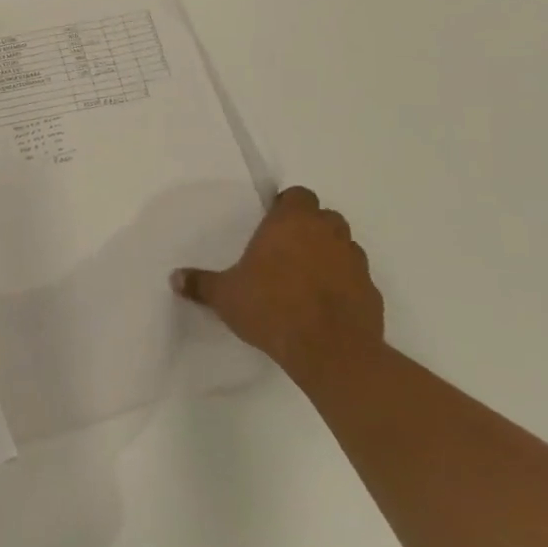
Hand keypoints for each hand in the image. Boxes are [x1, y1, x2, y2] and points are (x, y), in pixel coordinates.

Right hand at [172, 186, 383, 384]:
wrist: (331, 351)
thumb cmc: (272, 308)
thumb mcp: (226, 296)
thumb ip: (201, 284)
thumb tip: (174, 277)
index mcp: (292, 222)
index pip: (298, 195)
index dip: (287, 206)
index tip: (272, 224)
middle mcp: (328, 234)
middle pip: (324, 217)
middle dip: (309, 229)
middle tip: (286, 250)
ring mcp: (356, 263)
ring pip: (344, 247)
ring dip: (329, 255)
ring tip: (306, 280)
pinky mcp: (373, 293)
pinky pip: (357, 280)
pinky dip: (344, 286)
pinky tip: (325, 307)